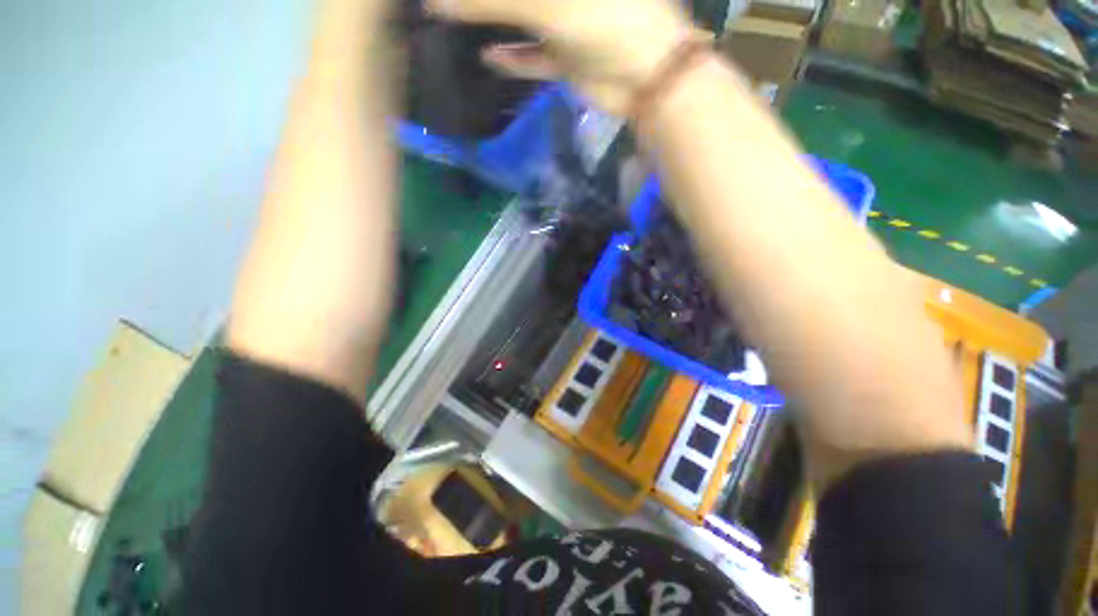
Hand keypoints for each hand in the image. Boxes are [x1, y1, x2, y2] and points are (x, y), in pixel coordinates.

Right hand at [427, 0, 697, 114]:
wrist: (643, 78)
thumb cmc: (604, 20)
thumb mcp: (546, 6)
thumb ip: (491, 3)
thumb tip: (436, 3)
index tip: (454, 2)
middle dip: (485, 4)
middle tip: (450, 8)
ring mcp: (565, 25)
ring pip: (522, 19)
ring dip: (493, 21)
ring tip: (457, 21)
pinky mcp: (567, 59)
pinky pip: (534, 58)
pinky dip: (514, 59)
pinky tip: (489, 58)